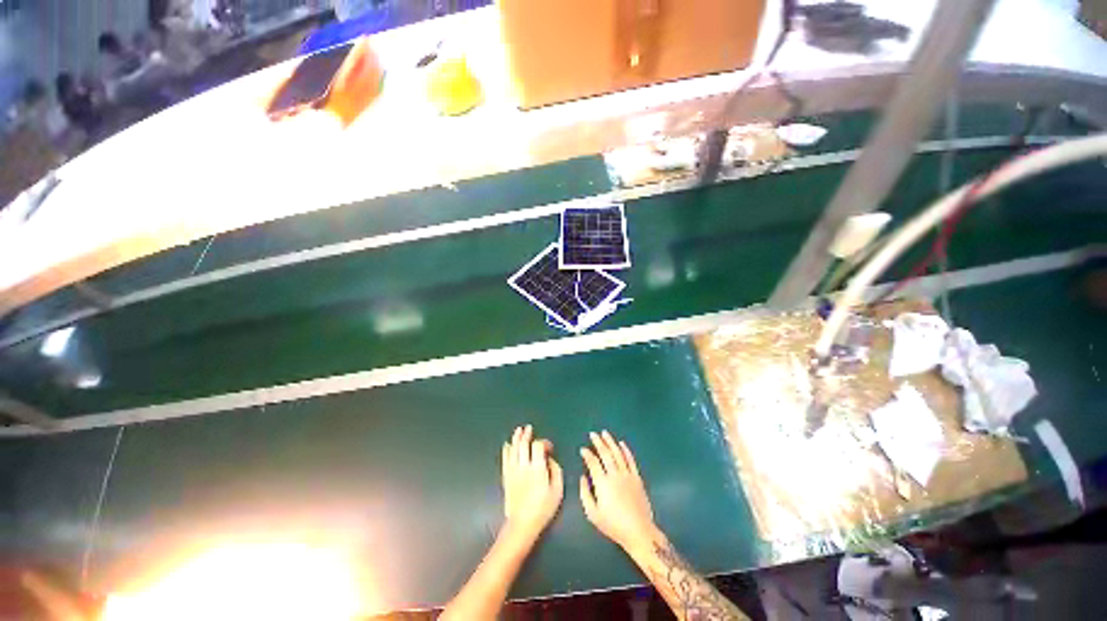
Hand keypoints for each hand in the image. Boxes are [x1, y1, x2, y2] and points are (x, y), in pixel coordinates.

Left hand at [502, 425, 563, 536]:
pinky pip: (505, 459)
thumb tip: (549, 459)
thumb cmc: (543, 508)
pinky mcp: (506, 476)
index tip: (549, 447)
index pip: (538, 446)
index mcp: (537, 469)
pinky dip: (506, 450)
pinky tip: (507, 444)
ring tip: (519, 430)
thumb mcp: (557, 490)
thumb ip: (555, 470)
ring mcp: (513, 471)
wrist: (522, 524)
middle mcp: (524, 466)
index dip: (544, 442)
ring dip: (516, 438)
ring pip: (513, 449)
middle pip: (523, 444)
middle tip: (529, 428)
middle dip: (526, 435)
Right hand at [579, 431, 658, 552]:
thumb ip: (585, 494)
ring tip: (605, 433)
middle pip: (605, 454)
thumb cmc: (613, 525)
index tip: (583, 449)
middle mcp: (615, 475)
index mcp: (602, 483)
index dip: (587, 454)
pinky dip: (626, 450)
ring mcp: (627, 475)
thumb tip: (582, 478)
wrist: (638, 531)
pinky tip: (622, 443)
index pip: (593, 463)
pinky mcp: (637, 477)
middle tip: (593, 434)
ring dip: (610, 442)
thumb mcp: (593, 514)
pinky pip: (630, 460)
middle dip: (598, 442)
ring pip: (618, 453)